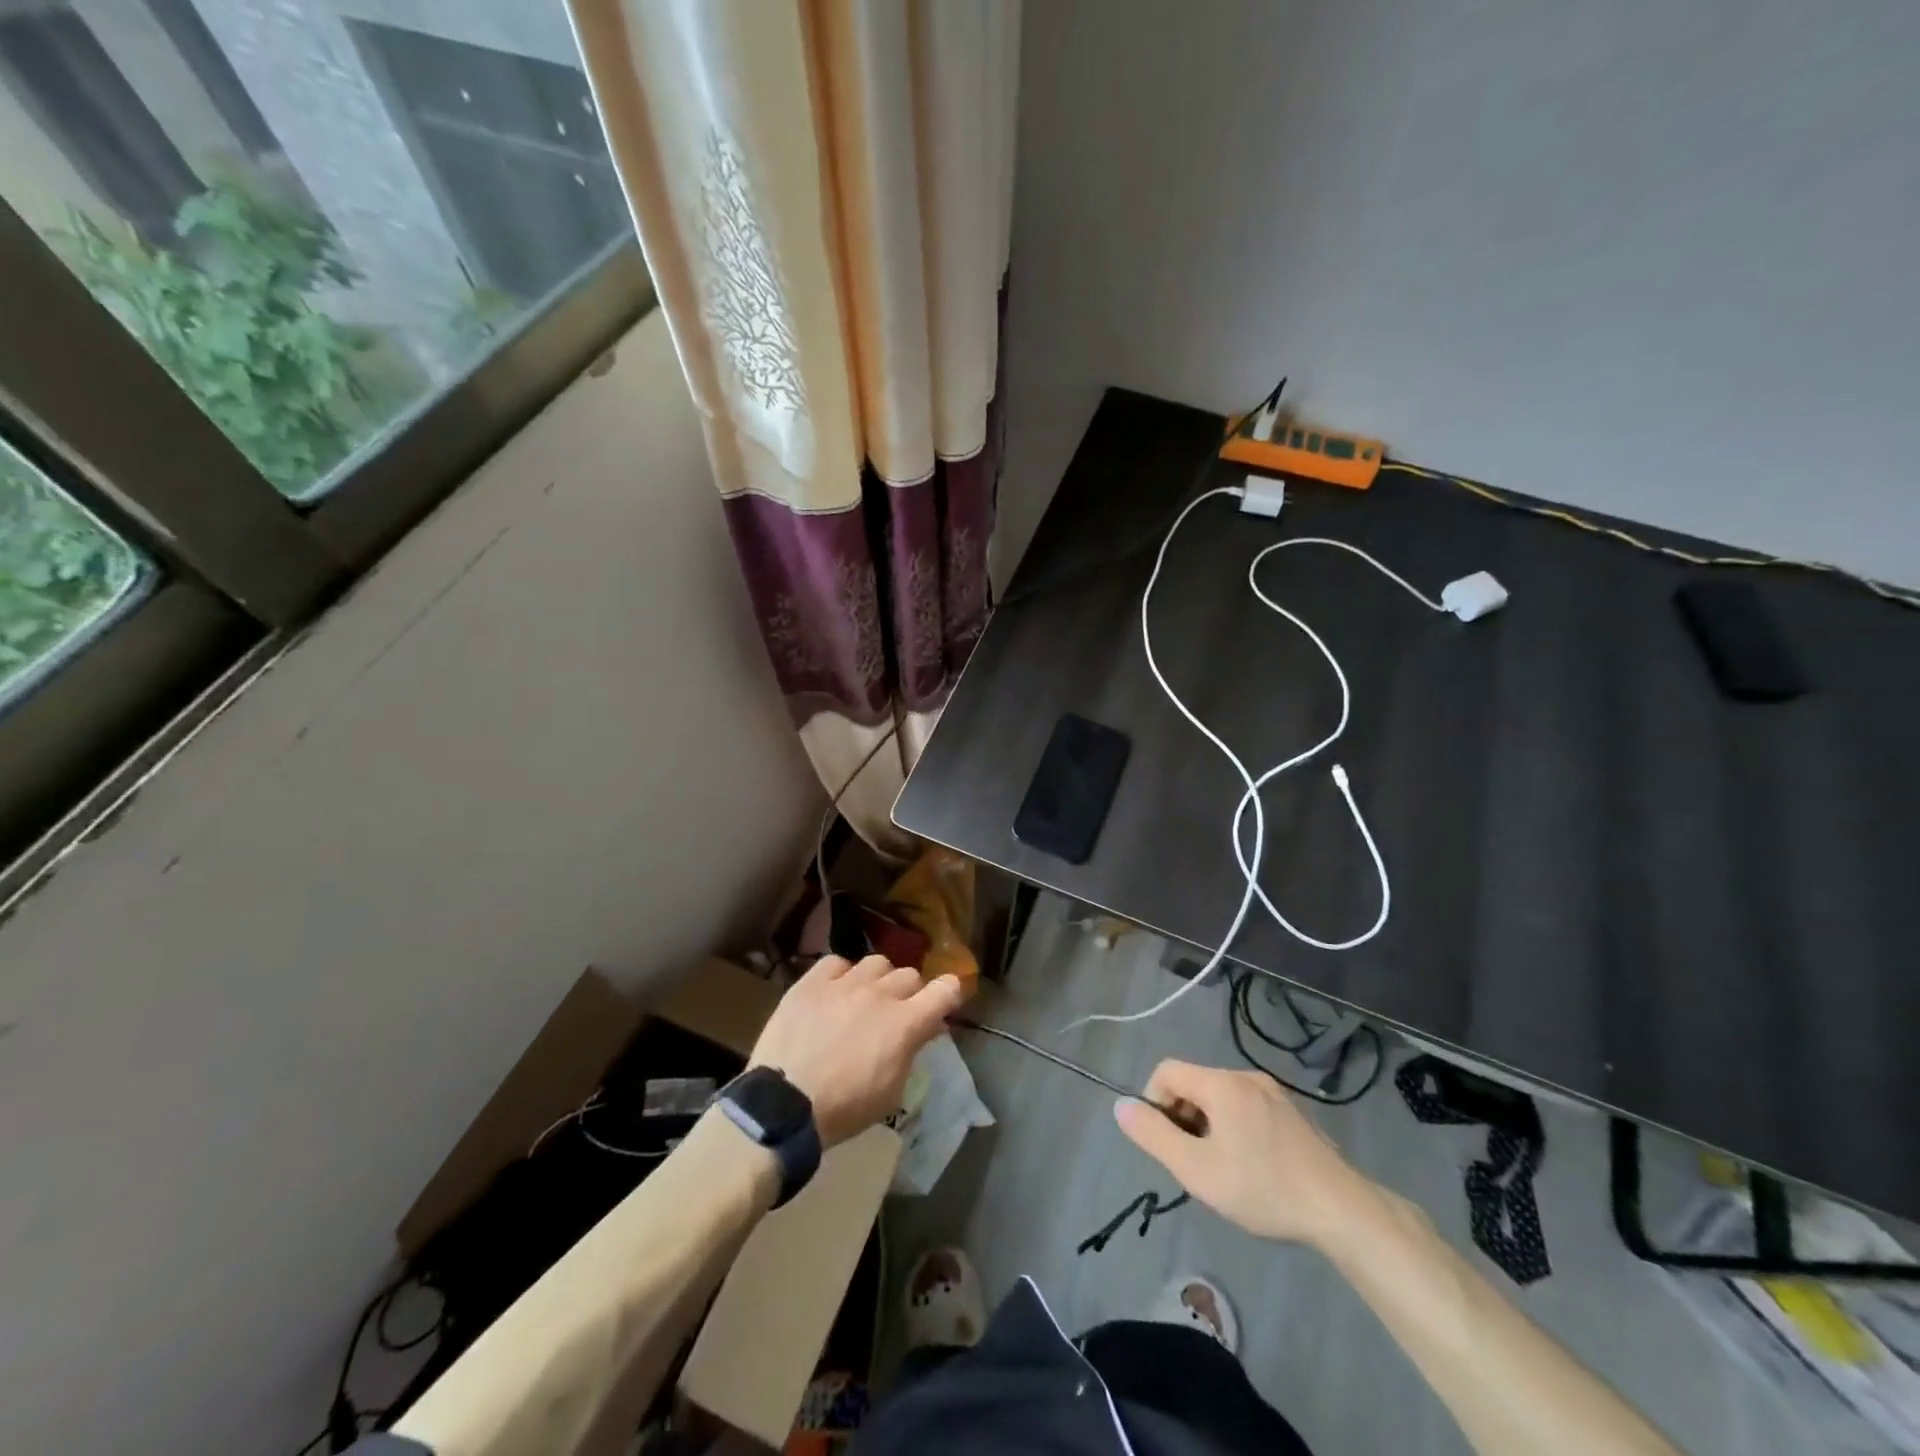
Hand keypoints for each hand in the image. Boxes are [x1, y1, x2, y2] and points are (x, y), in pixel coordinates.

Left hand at [750, 954, 964, 1146]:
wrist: (783, 1103)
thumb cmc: (844, 1108)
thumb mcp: (891, 1091)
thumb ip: (911, 1052)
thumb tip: (924, 1029)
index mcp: (906, 1023)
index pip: (946, 989)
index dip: (950, 993)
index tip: (944, 1003)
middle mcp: (880, 993)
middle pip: (910, 975)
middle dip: (910, 993)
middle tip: (896, 1014)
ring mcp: (845, 983)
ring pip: (877, 962)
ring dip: (878, 980)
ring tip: (865, 999)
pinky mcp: (812, 981)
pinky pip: (837, 962)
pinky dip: (841, 974)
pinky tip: (834, 992)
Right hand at [1114, 1059, 1372, 1245]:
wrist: (1342, 1210)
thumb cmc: (1263, 1188)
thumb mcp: (1197, 1170)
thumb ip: (1154, 1136)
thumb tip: (1122, 1107)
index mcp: (1221, 1083)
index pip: (1167, 1071)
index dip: (1155, 1102)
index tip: (1167, 1143)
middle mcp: (1246, 1076)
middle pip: (1195, 1084)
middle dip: (1184, 1118)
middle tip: (1195, 1164)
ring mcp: (1274, 1093)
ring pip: (1222, 1098)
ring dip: (1210, 1126)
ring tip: (1225, 1170)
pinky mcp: (1294, 1112)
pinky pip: (1248, 1108)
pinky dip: (1237, 1128)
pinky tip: (1255, 1168)